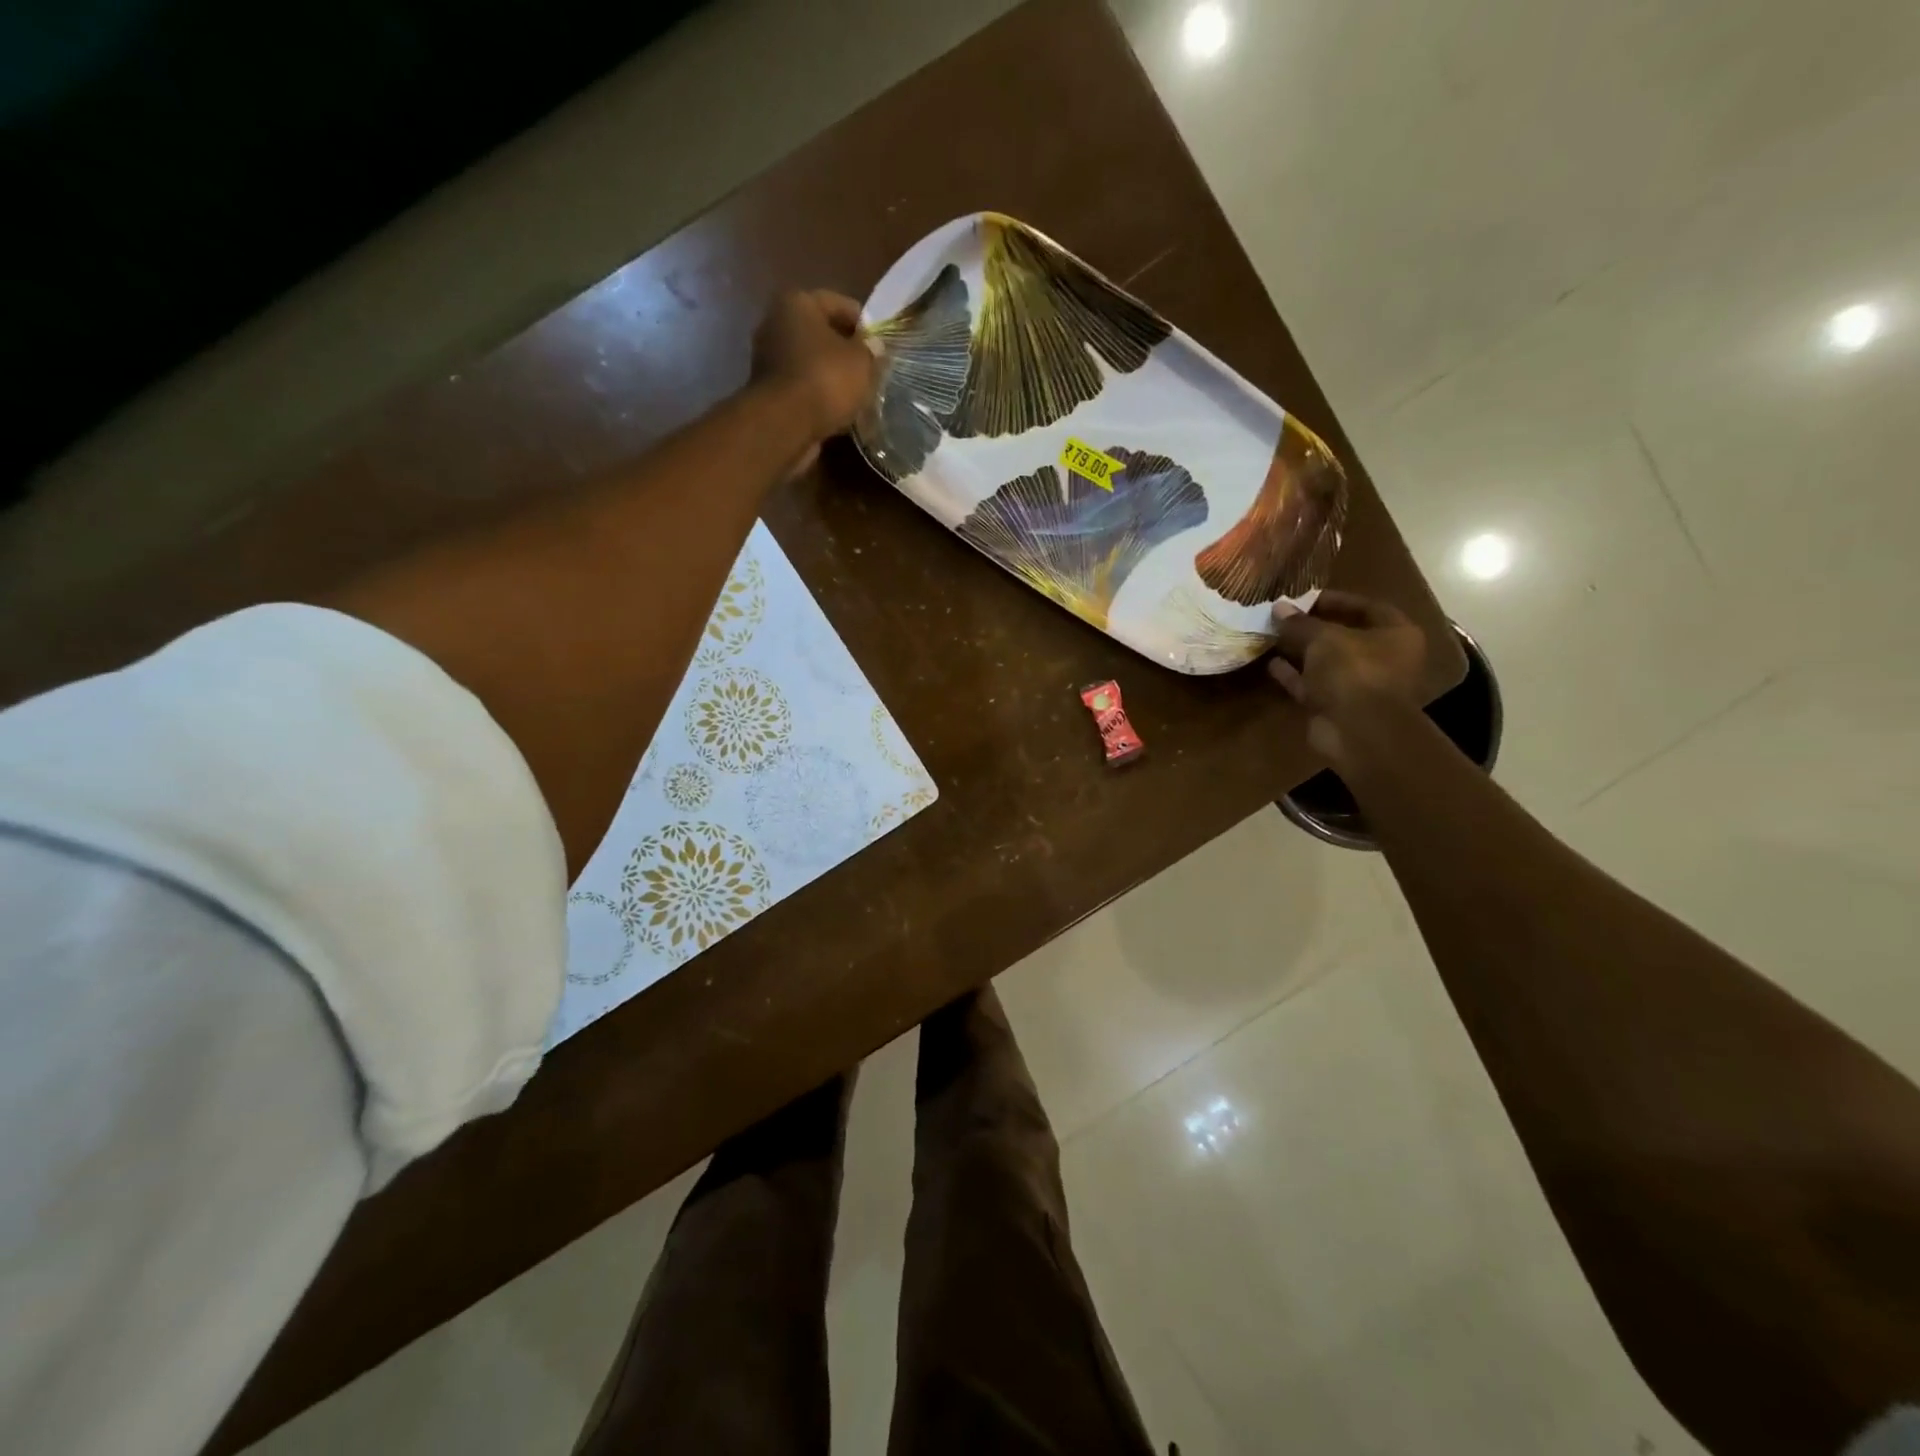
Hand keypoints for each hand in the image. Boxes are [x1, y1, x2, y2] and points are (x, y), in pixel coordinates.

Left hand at [751, 290, 877, 444]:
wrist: (785, 425)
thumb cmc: (826, 380)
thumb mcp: (862, 361)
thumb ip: (870, 349)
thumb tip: (873, 345)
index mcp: (797, 302)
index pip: (839, 304)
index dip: (864, 324)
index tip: (879, 345)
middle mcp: (776, 323)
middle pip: (821, 333)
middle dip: (844, 350)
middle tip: (869, 369)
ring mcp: (768, 359)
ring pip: (811, 362)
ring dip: (831, 375)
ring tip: (856, 393)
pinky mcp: (768, 391)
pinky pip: (802, 386)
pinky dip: (818, 395)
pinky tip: (837, 409)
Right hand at [1268, 591, 1426, 763]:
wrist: (1358, 731)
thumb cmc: (1354, 672)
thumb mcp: (1324, 638)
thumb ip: (1300, 623)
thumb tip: (1278, 607)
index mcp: (1395, 635)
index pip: (1368, 607)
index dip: (1337, 600)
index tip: (1305, 598)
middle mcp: (1382, 659)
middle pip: (1345, 636)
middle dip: (1313, 628)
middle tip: (1284, 618)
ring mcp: (1359, 685)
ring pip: (1326, 663)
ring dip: (1301, 652)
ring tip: (1272, 637)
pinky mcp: (1336, 706)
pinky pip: (1312, 685)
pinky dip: (1294, 675)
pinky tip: (1271, 664)